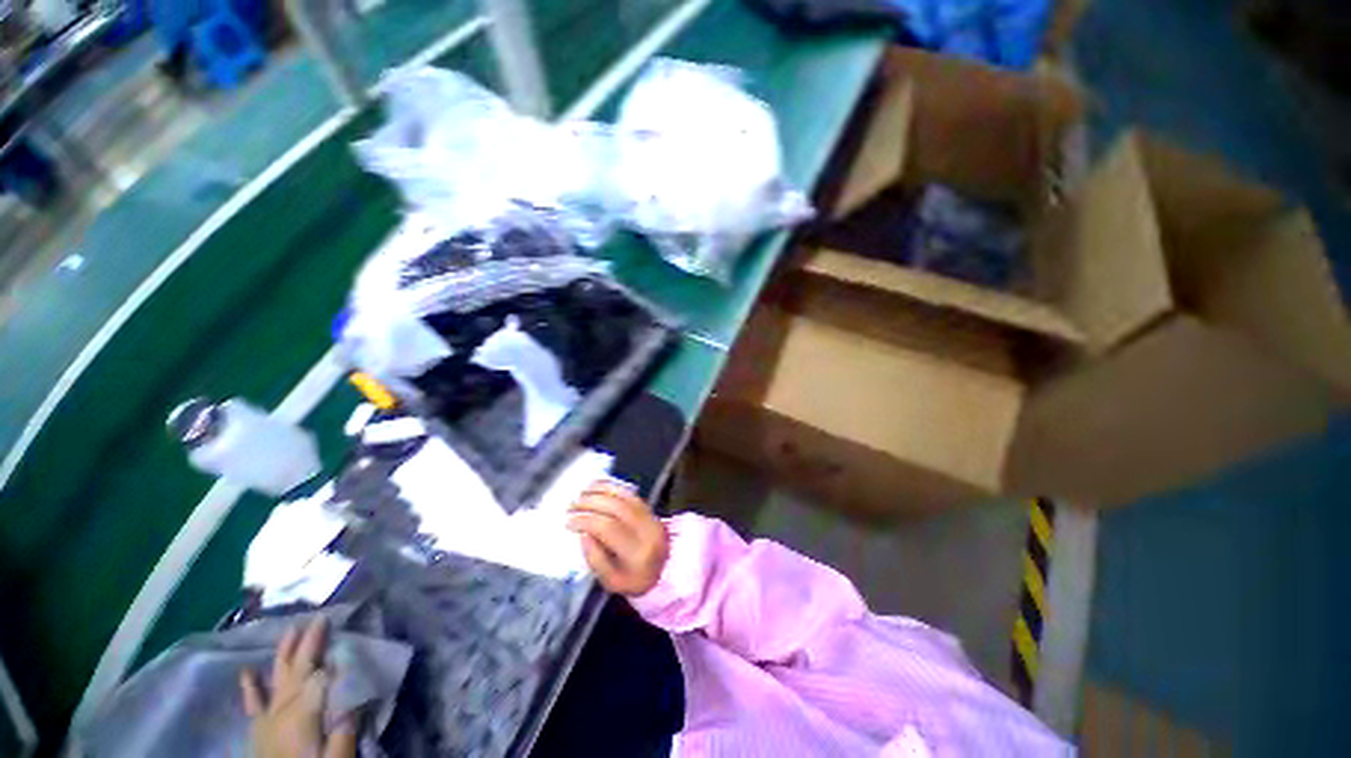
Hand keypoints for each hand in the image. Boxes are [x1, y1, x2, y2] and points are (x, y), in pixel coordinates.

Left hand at [239, 617, 356, 757]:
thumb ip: (343, 731)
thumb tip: (352, 697)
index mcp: (303, 713)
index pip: (320, 676)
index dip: (333, 656)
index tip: (347, 641)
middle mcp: (283, 709)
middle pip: (298, 670)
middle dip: (309, 643)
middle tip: (320, 617)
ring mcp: (267, 718)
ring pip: (277, 678)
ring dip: (284, 654)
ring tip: (290, 629)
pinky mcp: (259, 728)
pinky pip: (252, 703)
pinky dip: (250, 685)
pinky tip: (247, 670)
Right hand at [568, 481, 667, 595]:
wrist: (665, 570)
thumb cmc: (633, 579)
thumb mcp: (611, 581)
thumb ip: (595, 559)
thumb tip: (583, 535)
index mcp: (637, 552)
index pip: (608, 528)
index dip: (586, 521)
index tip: (568, 522)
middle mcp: (646, 530)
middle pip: (616, 507)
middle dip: (591, 502)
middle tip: (572, 505)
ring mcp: (650, 516)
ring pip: (624, 495)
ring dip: (600, 491)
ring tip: (581, 494)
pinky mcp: (650, 508)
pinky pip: (630, 492)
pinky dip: (611, 486)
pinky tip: (597, 486)